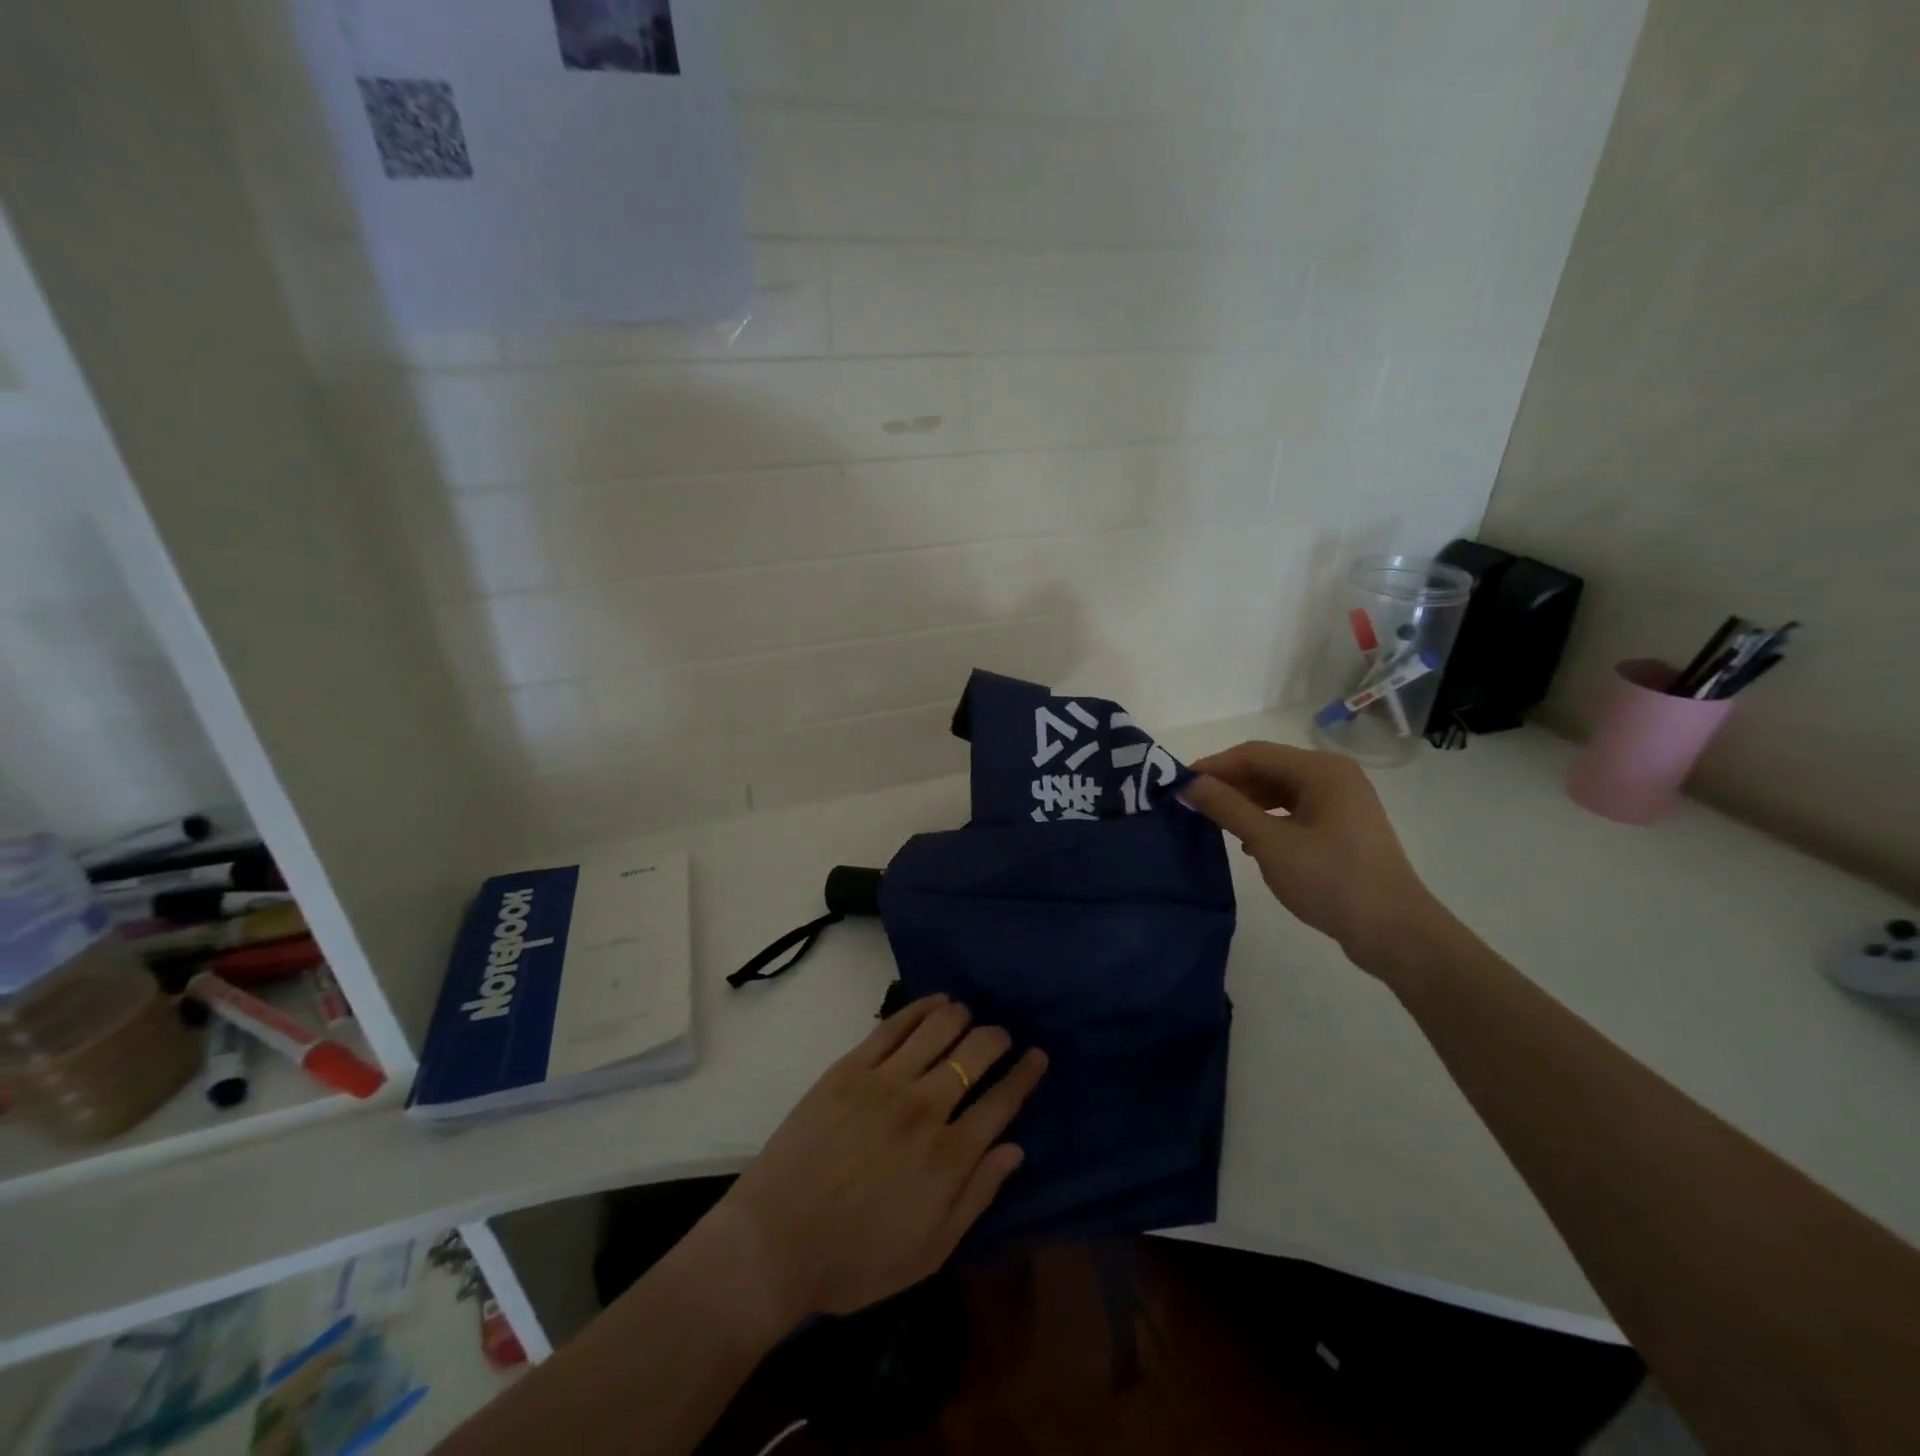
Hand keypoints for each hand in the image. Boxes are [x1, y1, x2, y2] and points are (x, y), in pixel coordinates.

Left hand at [715, 995, 1045, 1322]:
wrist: (774, 1241)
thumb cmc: (855, 1259)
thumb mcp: (929, 1251)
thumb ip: (976, 1196)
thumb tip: (1014, 1149)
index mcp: (948, 1156)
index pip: (1002, 1102)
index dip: (1025, 1074)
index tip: (1037, 1056)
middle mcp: (924, 1108)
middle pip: (976, 1054)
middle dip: (997, 1039)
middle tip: (1001, 1038)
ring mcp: (885, 1082)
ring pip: (938, 1029)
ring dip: (962, 1017)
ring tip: (968, 1017)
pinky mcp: (850, 1067)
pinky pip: (894, 1025)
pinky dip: (921, 1008)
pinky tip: (935, 1003)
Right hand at [1181, 741, 1449, 979]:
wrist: (1394, 932)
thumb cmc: (1330, 879)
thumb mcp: (1270, 842)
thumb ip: (1227, 808)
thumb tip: (1188, 784)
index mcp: (1321, 770)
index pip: (1253, 754)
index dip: (1213, 767)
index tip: (1178, 785)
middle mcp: (1333, 776)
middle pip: (1268, 769)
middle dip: (1228, 784)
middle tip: (1190, 805)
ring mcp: (1342, 802)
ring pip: (1280, 791)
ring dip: (1245, 803)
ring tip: (1213, 823)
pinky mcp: (1342, 828)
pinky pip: (1294, 811)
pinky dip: (1267, 819)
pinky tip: (1247, 841)